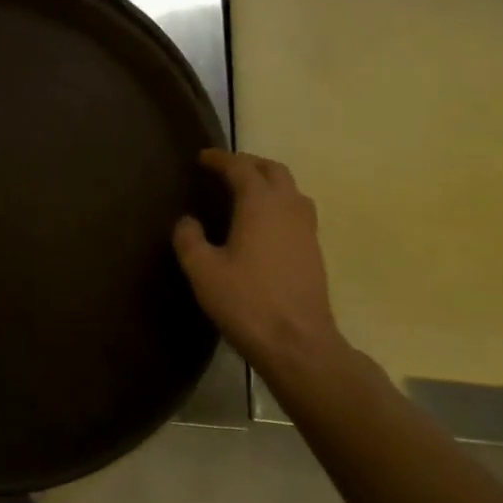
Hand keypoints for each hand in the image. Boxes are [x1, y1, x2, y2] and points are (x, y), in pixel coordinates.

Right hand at [174, 150, 346, 374]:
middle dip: (249, 164)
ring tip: (245, 192)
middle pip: (274, 171)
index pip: (241, 168)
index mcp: (260, 205)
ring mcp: (307, 231)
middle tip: (225, 169)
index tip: (202, 158)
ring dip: (269, 182)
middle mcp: (288, 209)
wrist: (298, 344)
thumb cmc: (246, 302)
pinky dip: (279, 204)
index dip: (220, 159)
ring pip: (291, 190)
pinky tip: (263, 224)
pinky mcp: (314, 252)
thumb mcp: (202, 270)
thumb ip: (189, 239)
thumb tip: (188, 221)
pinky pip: (297, 212)